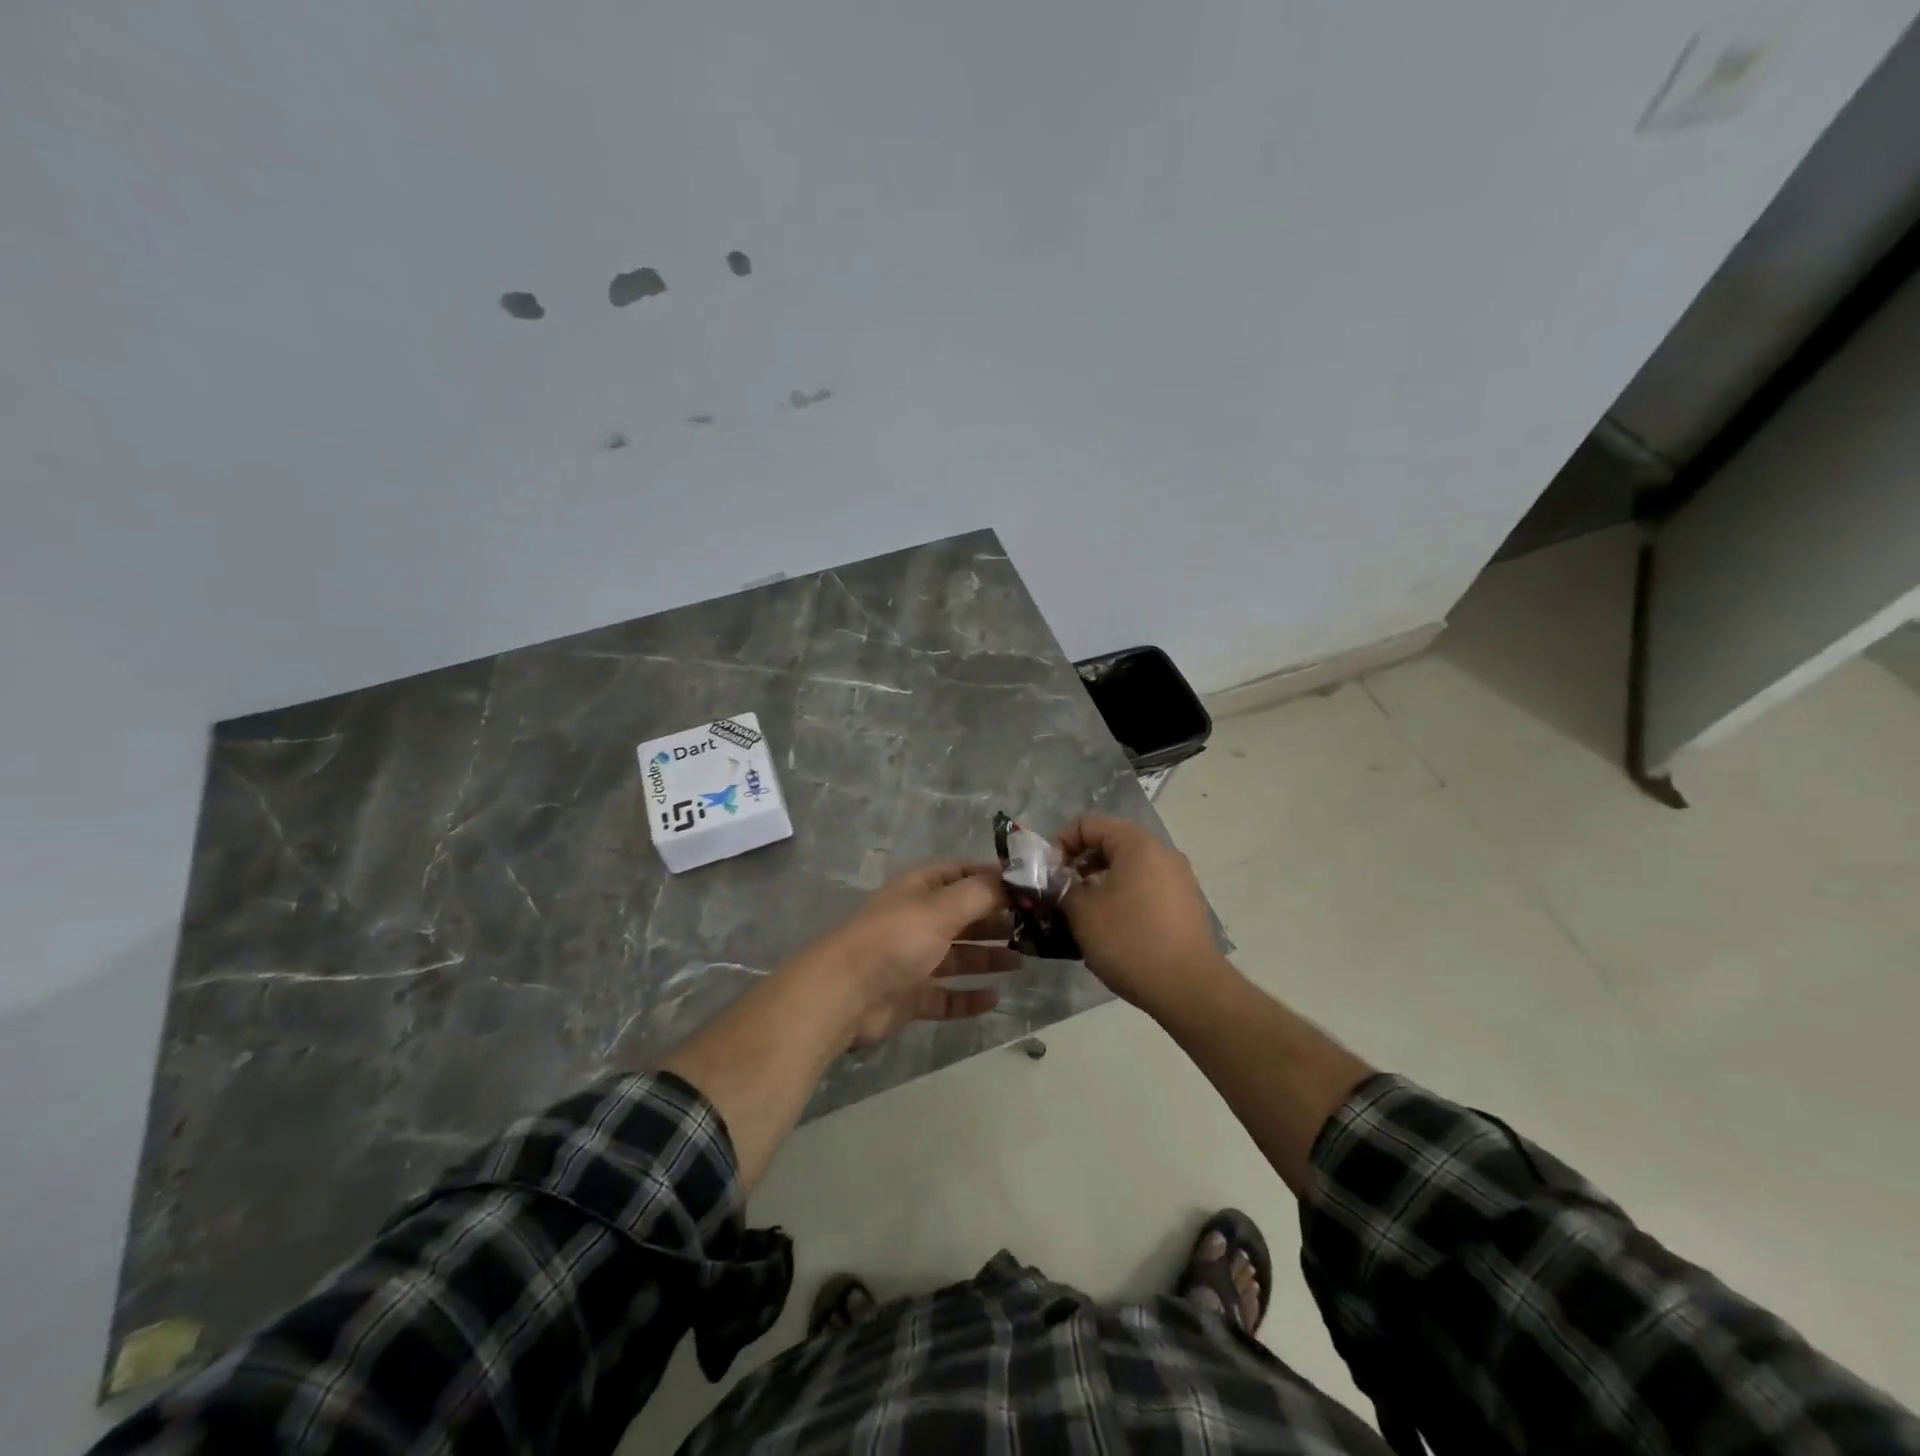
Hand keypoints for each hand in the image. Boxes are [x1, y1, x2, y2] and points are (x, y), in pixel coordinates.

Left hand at [791, 862, 1018, 1048]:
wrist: (845, 994)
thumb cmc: (896, 939)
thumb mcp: (942, 908)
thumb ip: (981, 894)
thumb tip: (1014, 878)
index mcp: (921, 890)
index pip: (962, 873)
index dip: (992, 877)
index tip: (1029, 885)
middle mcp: (918, 920)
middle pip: (964, 916)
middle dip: (997, 919)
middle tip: (1037, 927)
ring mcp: (914, 960)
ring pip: (959, 956)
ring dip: (989, 957)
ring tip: (1025, 959)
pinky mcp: (911, 996)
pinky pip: (947, 996)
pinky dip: (969, 998)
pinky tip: (994, 999)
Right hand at [1056, 815, 1221, 1012]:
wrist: (1188, 988)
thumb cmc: (1129, 941)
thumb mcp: (1082, 912)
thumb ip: (1062, 886)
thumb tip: (1058, 879)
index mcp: (1137, 844)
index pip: (1088, 824)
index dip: (1061, 844)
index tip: (1050, 875)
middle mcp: (1163, 852)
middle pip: (1110, 843)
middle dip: (1081, 864)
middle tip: (1063, 893)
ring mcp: (1179, 879)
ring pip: (1129, 867)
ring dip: (1101, 882)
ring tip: (1085, 913)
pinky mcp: (1186, 904)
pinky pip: (1146, 887)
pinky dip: (1124, 896)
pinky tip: (1113, 928)